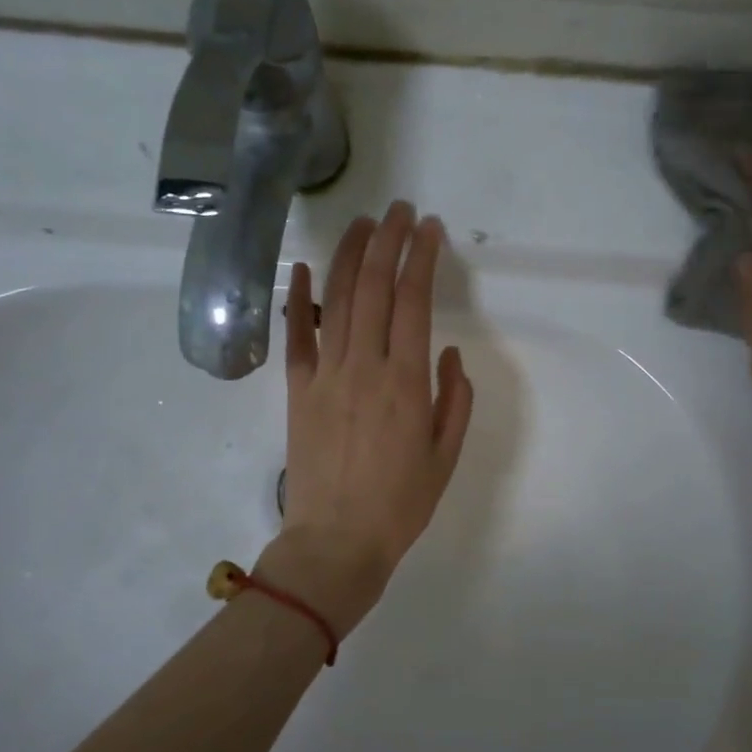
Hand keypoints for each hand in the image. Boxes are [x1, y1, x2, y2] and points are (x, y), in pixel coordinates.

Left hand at [258, 200, 473, 631]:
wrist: (336, 541)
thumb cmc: (400, 503)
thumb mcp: (446, 456)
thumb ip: (455, 400)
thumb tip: (450, 353)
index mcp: (406, 382)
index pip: (414, 302)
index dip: (422, 259)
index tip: (431, 229)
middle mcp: (364, 366)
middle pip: (374, 288)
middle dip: (389, 241)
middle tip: (401, 211)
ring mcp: (326, 374)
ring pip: (336, 300)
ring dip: (350, 256)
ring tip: (363, 223)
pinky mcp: (298, 390)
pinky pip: (295, 335)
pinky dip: (297, 299)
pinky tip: (300, 267)